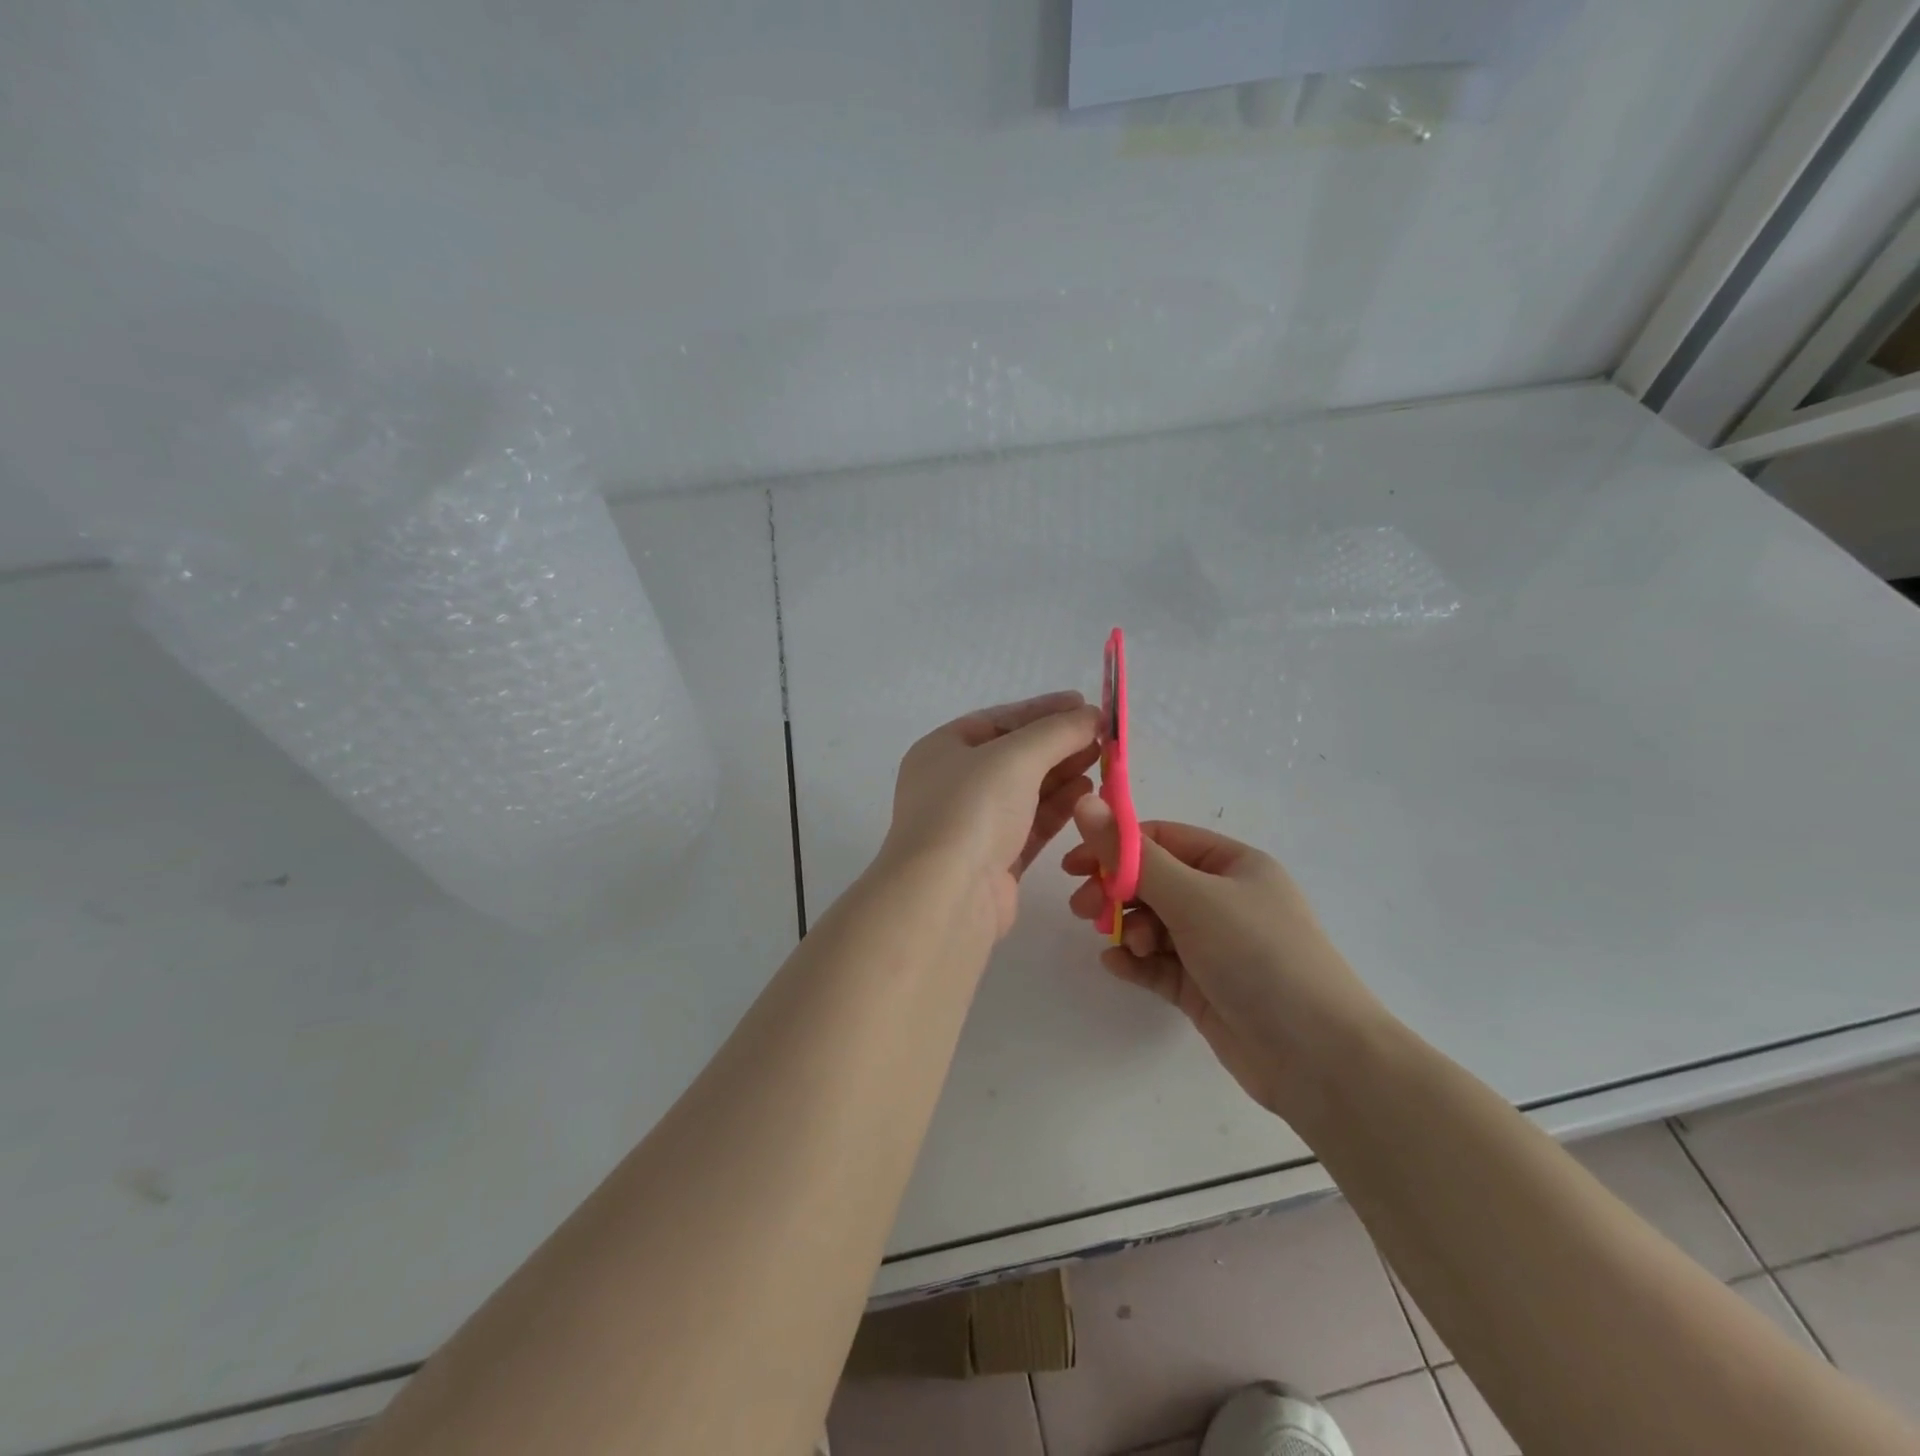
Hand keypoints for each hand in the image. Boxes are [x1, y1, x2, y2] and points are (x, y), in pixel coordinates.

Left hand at [879, 692, 1101, 939]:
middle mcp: (952, 785)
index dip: (1041, 710)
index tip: (1083, 704)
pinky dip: (1058, 808)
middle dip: (1057, 743)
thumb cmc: (972, 809)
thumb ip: (1057, 732)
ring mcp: (972, 825)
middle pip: (1013, 756)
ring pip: (1024, 791)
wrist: (947, 895)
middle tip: (1102, 736)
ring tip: (1102, 761)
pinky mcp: (994, 860)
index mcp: (942, 750)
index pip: (997, 719)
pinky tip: (1088, 794)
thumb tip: (1091, 715)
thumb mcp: (1015, 757)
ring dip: (1062, 774)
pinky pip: (1031, 825)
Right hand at [1064, 801, 1388, 1116]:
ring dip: (1129, 929)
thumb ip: (1133, 855)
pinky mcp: (1205, 986)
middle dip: (1116, 892)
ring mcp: (1215, 945)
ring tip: (1125, 947)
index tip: (1074, 866)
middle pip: (1153, 881)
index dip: (1115, 847)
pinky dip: (1137, 962)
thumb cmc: (1258, 956)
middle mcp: (1224, 899)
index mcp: (1232, 864)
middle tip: (1083, 910)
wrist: (1319, 1058)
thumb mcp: (1193, 898)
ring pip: (1153, 923)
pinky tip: (1119, 967)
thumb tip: (1085, 803)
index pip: (1161, 840)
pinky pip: (1159, 963)